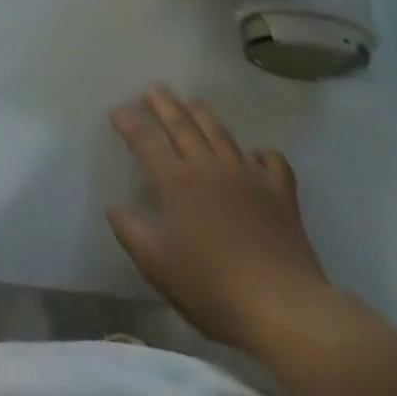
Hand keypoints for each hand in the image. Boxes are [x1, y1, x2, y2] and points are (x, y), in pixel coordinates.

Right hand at [107, 88, 330, 350]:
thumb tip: (114, 208)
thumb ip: (132, 233)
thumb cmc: (213, 286)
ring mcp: (247, 177)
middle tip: (154, 88)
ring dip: (203, 115)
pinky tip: (256, 152)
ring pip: (221, 134)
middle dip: (165, 105)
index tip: (117, 110)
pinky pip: (273, 163)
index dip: (130, 124)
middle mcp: (209, 168)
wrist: (282, 307)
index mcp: (177, 182)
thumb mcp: (158, 265)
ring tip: (192, 101)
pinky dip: (263, 153)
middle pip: (182, 126)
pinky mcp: (280, 195)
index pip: (146, 143)